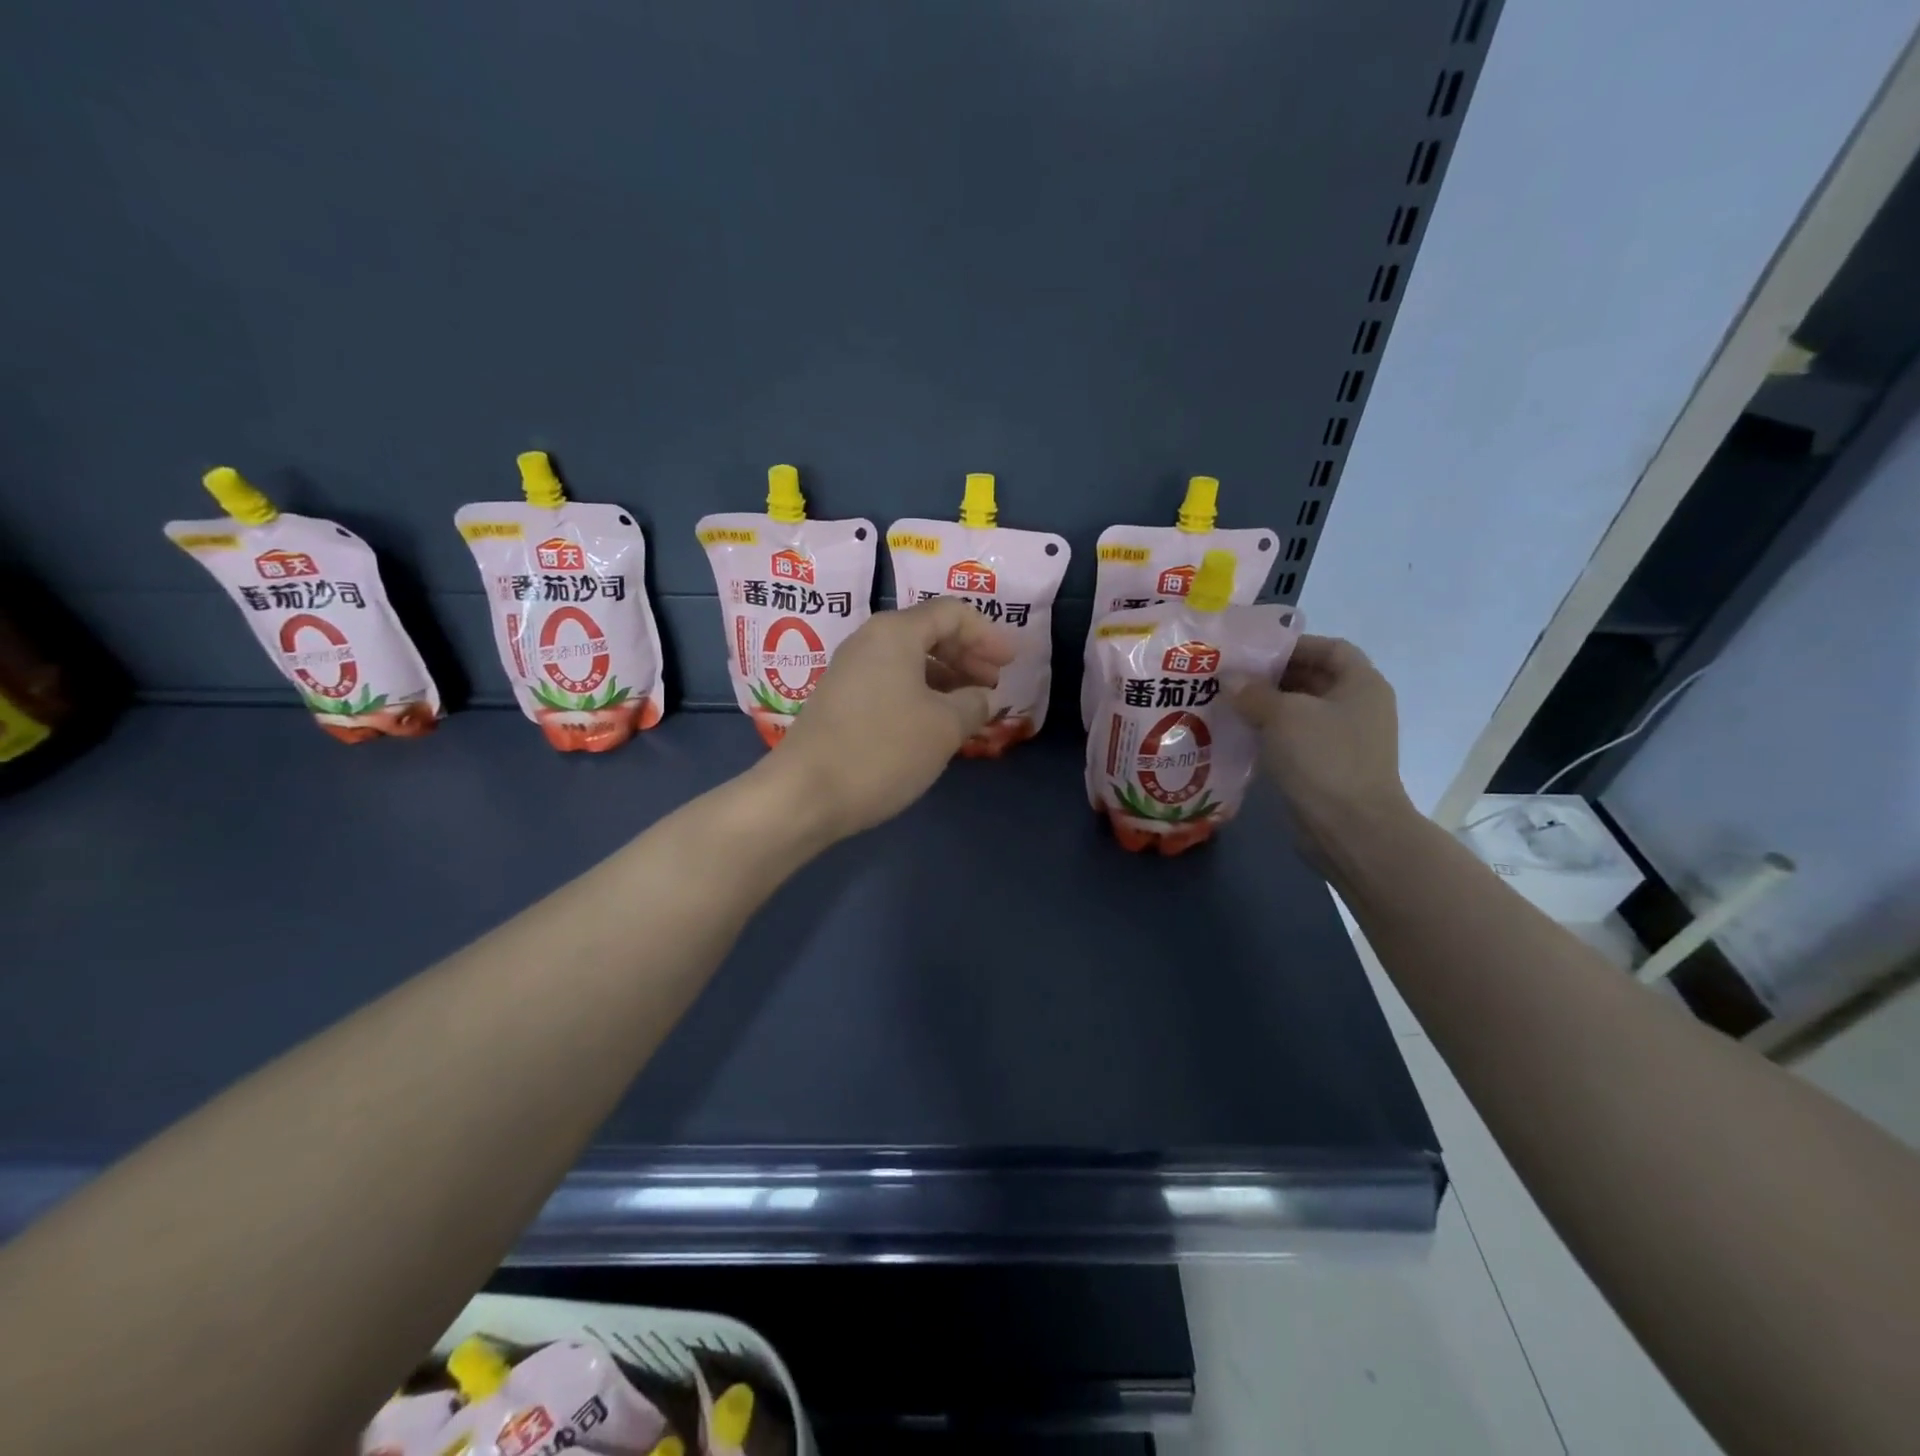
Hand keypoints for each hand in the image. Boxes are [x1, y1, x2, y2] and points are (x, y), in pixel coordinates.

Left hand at [767, 598, 1016, 840]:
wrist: (805, 794)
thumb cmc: (882, 750)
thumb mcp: (944, 727)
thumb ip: (973, 704)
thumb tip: (982, 698)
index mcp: (895, 633)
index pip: (952, 613)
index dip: (988, 634)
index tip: (1012, 663)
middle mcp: (869, 642)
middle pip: (930, 632)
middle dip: (968, 655)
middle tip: (994, 684)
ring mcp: (850, 671)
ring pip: (910, 661)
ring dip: (946, 678)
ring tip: (971, 708)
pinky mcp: (841, 701)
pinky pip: (892, 683)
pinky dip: (922, 695)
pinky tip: (936, 724)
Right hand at [1232, 635, 1415, 862]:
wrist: (1351, 829)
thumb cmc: (1324, 759)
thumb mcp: (1283, 716)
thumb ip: (1253, 692)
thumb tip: (1229, 679)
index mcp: (1361, 684)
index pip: (1330, 648)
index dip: (1293, 645)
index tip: (1254, 652)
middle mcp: (1357, 707)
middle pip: (1313, 679)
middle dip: (1272, 676)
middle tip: (1230, 678)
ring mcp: (1344, 740)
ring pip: (1300, 712)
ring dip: (1267, 707)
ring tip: (1227, 704)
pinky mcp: (1328, 768)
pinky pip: (1296, 740)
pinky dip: (1270, 734)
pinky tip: (1239, 735)